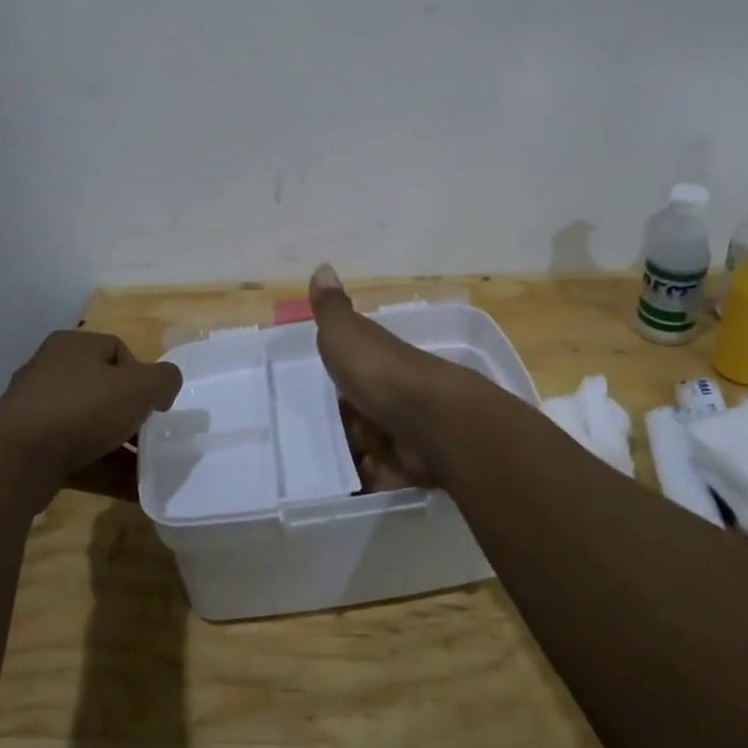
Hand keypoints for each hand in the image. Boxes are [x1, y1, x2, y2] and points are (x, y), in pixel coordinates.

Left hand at [0, 331, 182, 494]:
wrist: (16, 461)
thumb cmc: (83, 408)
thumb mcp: (140, 386)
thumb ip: (165, 379)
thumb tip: (164, 387)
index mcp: (73, 346)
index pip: (118, 351)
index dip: (143, 376)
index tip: (155, 404)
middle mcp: (50, 371)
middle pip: (104, 390)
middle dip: (131, 416)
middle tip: (150, 436)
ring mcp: (36, 412)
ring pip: (90, 426)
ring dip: (120, 448)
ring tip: (146, 470)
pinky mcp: (28, 449)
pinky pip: (75, 455)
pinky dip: (102, 469)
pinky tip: (129, 489)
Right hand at [309, 264, 468, 488]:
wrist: (431, 419)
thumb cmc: (379, 372)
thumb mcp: (345, 332)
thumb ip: (331, 308)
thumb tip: (322, 265)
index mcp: (378, 362)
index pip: (352, 374)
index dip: (336, 385)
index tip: (316, 398)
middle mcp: (395, 393)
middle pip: (362, 412)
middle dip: (345, 425)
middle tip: (316, 438)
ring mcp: (407, 429)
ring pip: (374, 445)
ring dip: (356, 454)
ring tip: (330, 464)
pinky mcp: (415, 464)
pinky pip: (387, 475)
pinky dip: (374, 479)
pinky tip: (355, 482)